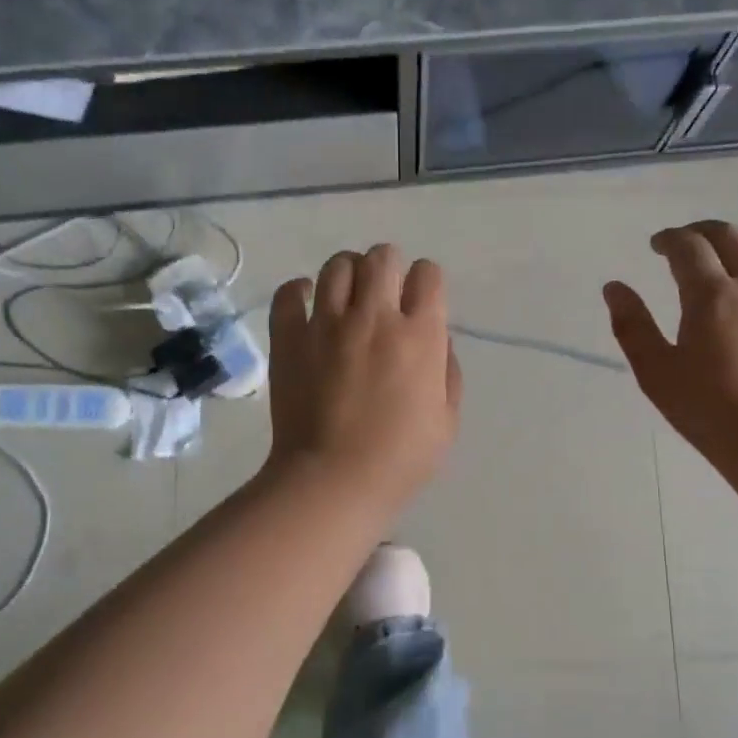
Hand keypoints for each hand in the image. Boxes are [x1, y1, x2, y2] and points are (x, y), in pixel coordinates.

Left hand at [265, 243, 461, 511]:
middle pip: (382, 257)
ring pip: (337, 265)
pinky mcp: (290, 338)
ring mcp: (327, 324)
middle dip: (388, 268)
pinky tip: (307, 302)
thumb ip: (448, 373)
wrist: (334, 481)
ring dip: (348, 273)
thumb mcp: (446, 421)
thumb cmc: (400, 459)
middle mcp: (375, 317)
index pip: (428, 275)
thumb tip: (438, 340)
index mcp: (420, 336)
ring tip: (347, 296)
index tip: (420, 302)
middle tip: (384, 295)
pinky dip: (300, 291)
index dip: (426, 282)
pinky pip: (289, 293)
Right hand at [603, 221, 737, 450]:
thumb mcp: (655, 370)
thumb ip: (632, 325)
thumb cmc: (706, 407)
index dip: (669, 239)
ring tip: (722, 252)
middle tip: (684, 241)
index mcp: (711, 295)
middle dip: (703, 231)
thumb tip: (614, 287)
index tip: (655, 246)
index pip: (689, 247)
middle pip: (731, 236)